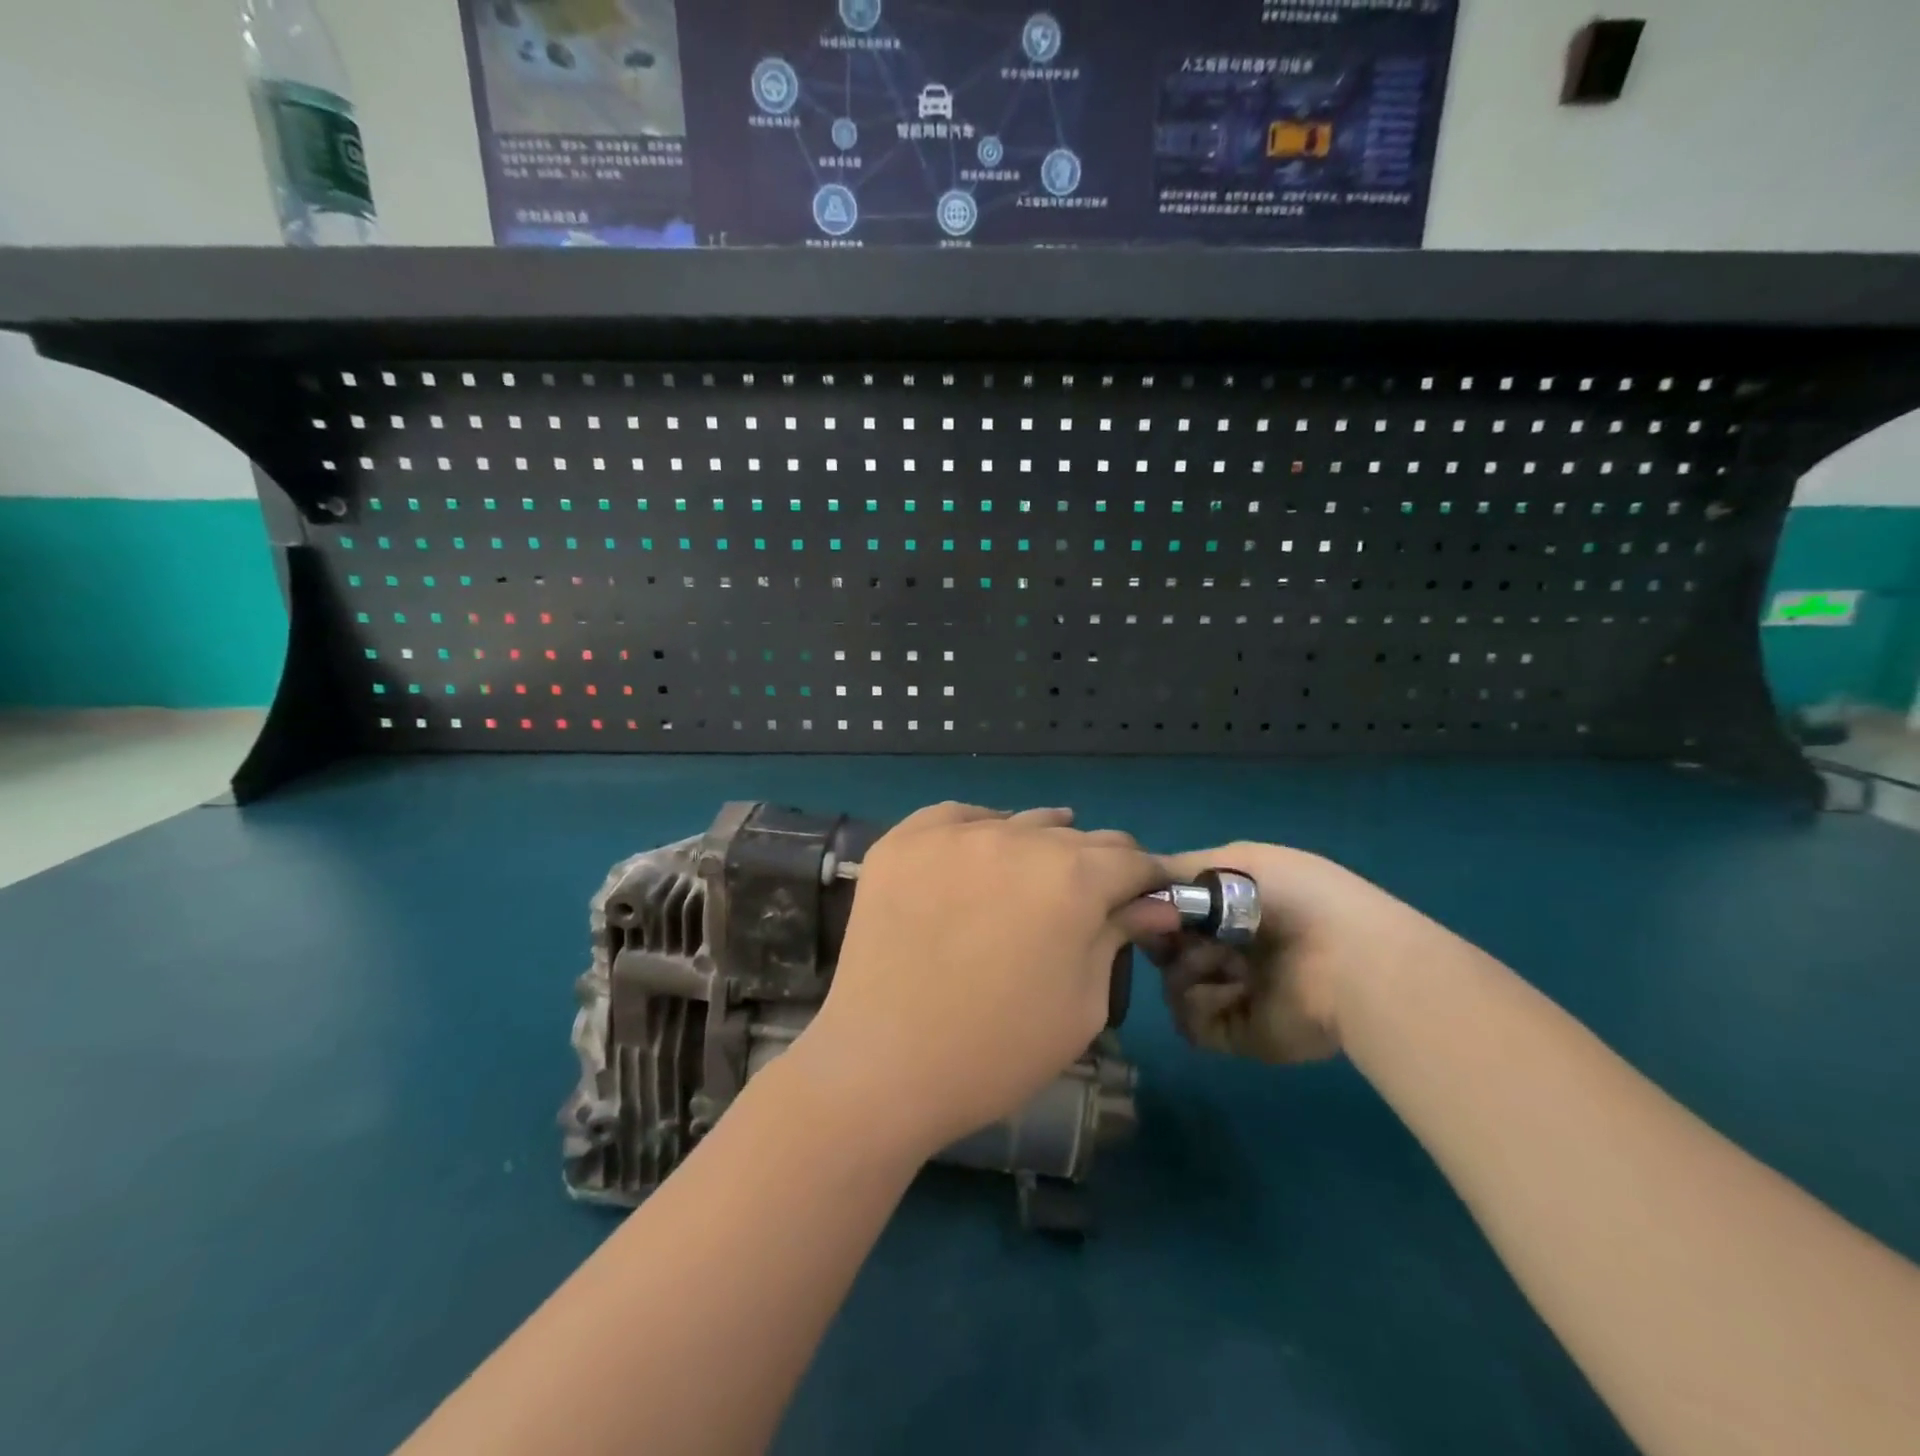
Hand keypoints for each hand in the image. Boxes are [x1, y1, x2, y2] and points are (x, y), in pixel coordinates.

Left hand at [789, 803, 1171, 1160]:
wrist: (882, 1066)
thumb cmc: (997, 1051)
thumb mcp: (1081, 1004)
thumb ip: (1116, 938)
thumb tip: (1154, 904)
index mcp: (1072, 878)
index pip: (1131, 859)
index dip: (1147, 880)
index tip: (1146, 899)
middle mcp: (1016, 838)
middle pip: (1076, 837)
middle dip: (1095, 867)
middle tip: (1085, 903)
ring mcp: (952, 833)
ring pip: (1018, 823)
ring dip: (1037, 847)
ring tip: (1030, 882)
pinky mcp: (902, 840)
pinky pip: (956, 817)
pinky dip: (977, 832)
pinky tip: (976, 858)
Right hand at [1149, 843, 1444, 1064]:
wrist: (1347, 959)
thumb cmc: (1293, 897)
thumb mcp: (1235, 861)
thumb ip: (1177, 870)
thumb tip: (1131, 882)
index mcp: (1231, 908)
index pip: (1171, 910)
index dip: (1153, 908)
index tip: (1145, 906)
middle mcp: (1227, 949)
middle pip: (1165, 949)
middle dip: (1164, 940)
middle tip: (1176, 936)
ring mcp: (1231, 993)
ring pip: (1172, 985)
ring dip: (1188, 970)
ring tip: (1222, 962)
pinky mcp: (1237, 1033)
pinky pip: (1190, 1022)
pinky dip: (1201, 1005)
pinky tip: (1233, 990)